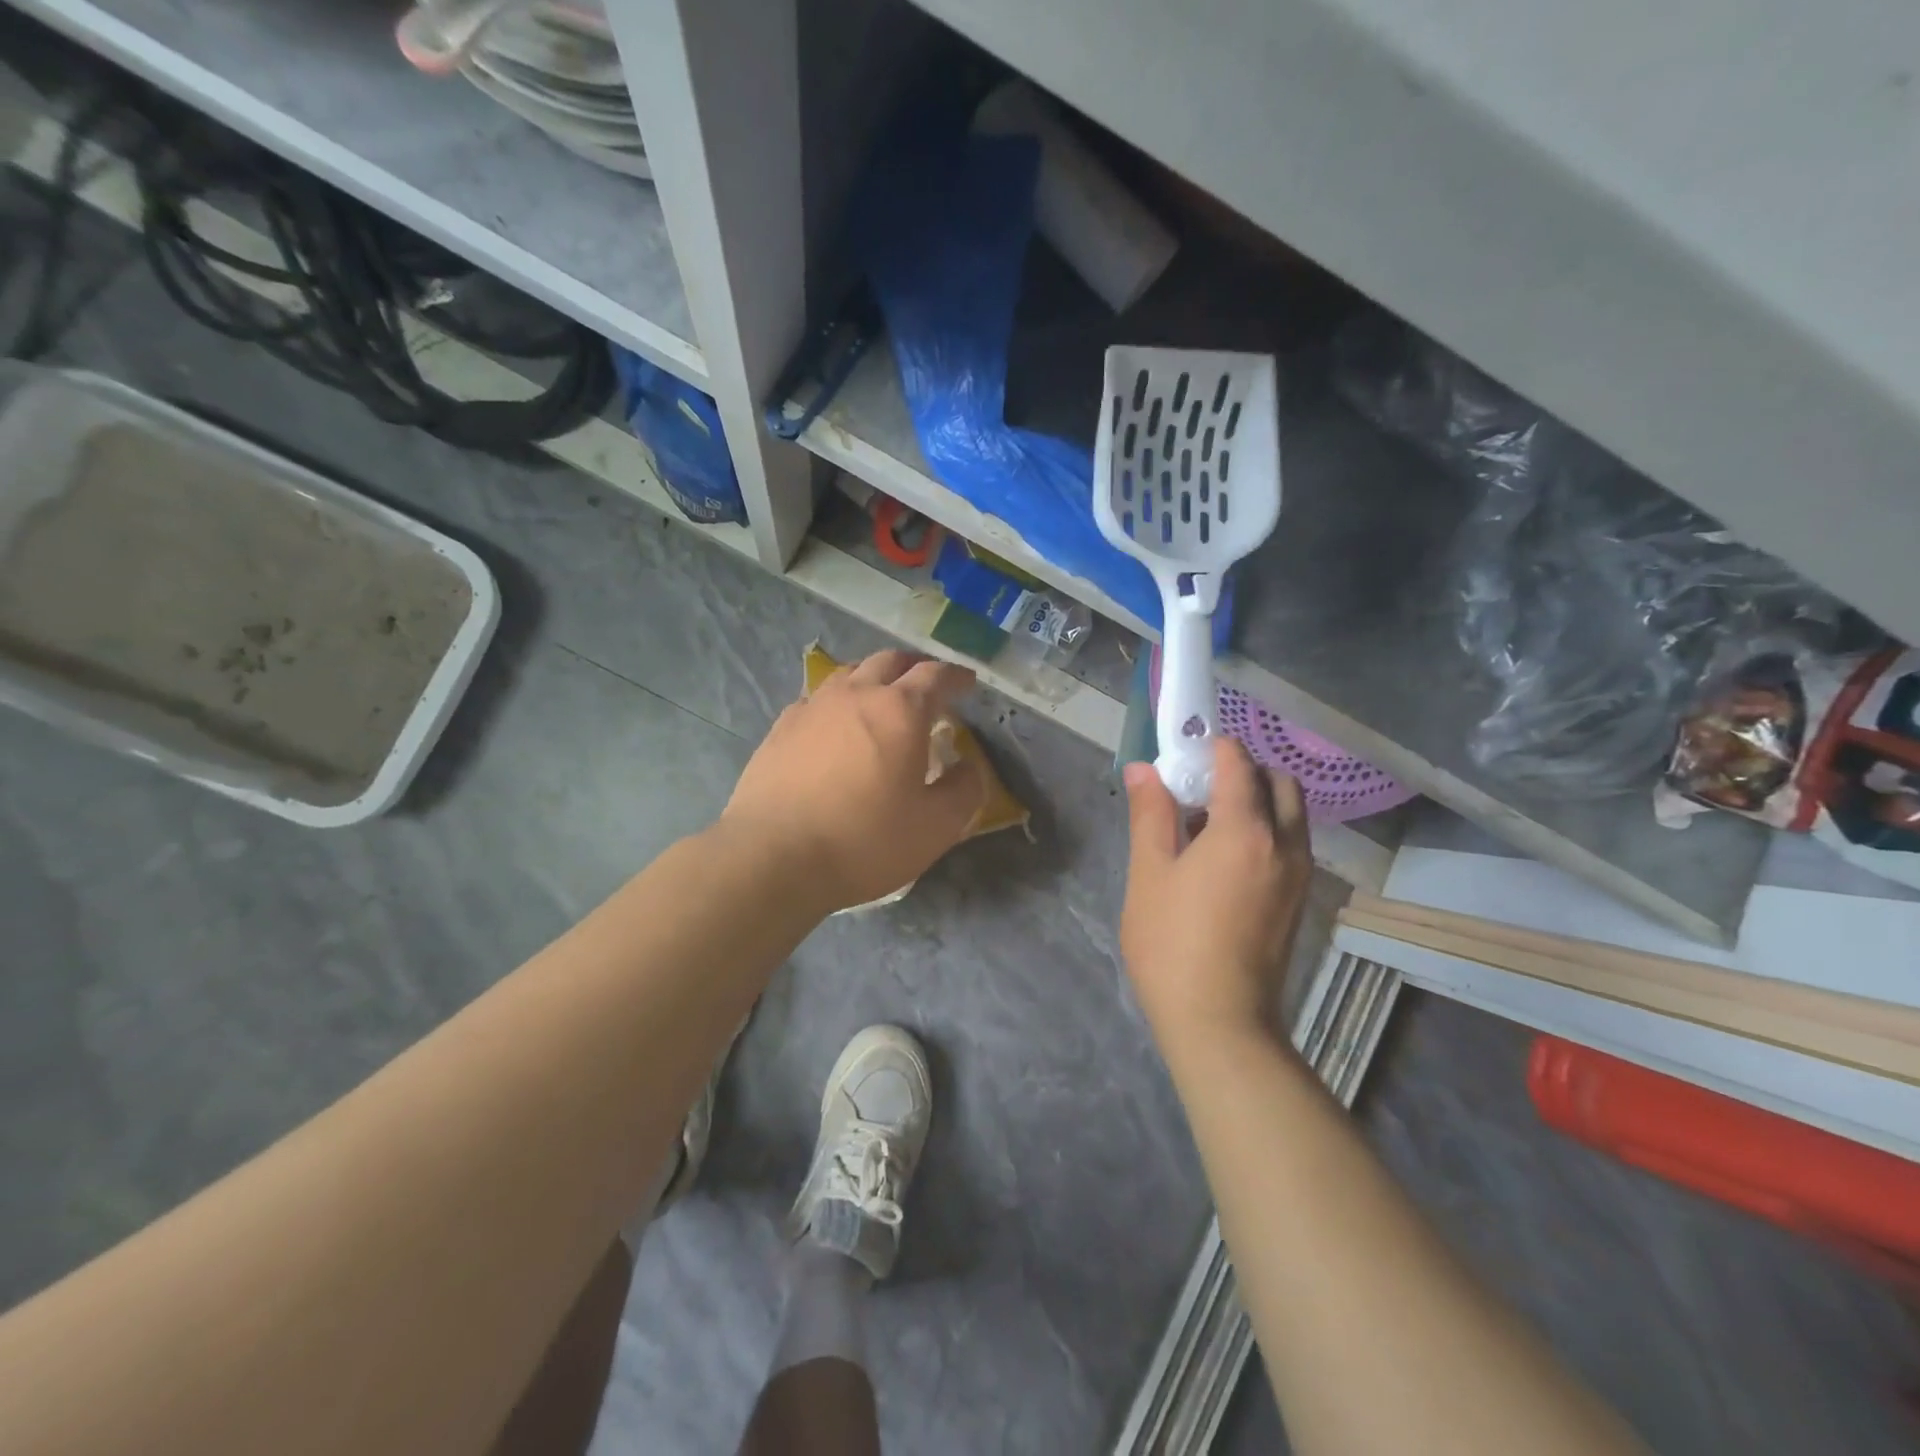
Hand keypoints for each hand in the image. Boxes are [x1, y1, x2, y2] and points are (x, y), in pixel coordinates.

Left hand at [721, 649, 984, 912]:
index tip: (967, 682)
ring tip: (882, 697)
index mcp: (900, 710)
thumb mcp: (936, 827)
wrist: (774, 857)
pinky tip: (836, 725)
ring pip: (849, 673)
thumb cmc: (865, 841)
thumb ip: (964, 789)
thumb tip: (968, 766)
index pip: (935, 676)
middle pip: (889, 661)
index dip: (956, 677)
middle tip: (927, 684)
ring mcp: (813, 707)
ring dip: (874, 677)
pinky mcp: (780, 728)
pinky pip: (817, 699)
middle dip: (914, 666)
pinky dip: (838, 701)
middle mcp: (856, 694)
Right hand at [1120, 738, 1311, 1054]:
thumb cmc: (1172, 943)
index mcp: (1245, 831)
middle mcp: (1284, 844)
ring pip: (1290, 814)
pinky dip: (1266, 831)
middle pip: (1278, 783)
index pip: (1238, 764)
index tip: (1183, 754)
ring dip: (1257, 802)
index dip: (1211, 748)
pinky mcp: (1300, 900)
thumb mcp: (1149, 873)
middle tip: (1199, 789)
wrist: (1220, 1022)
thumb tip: (1145, 768)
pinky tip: (1224, 860)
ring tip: (1207, 826)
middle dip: (1244, 771)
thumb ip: (1151, 814)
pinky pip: (1290, 843)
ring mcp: (1299, 875)